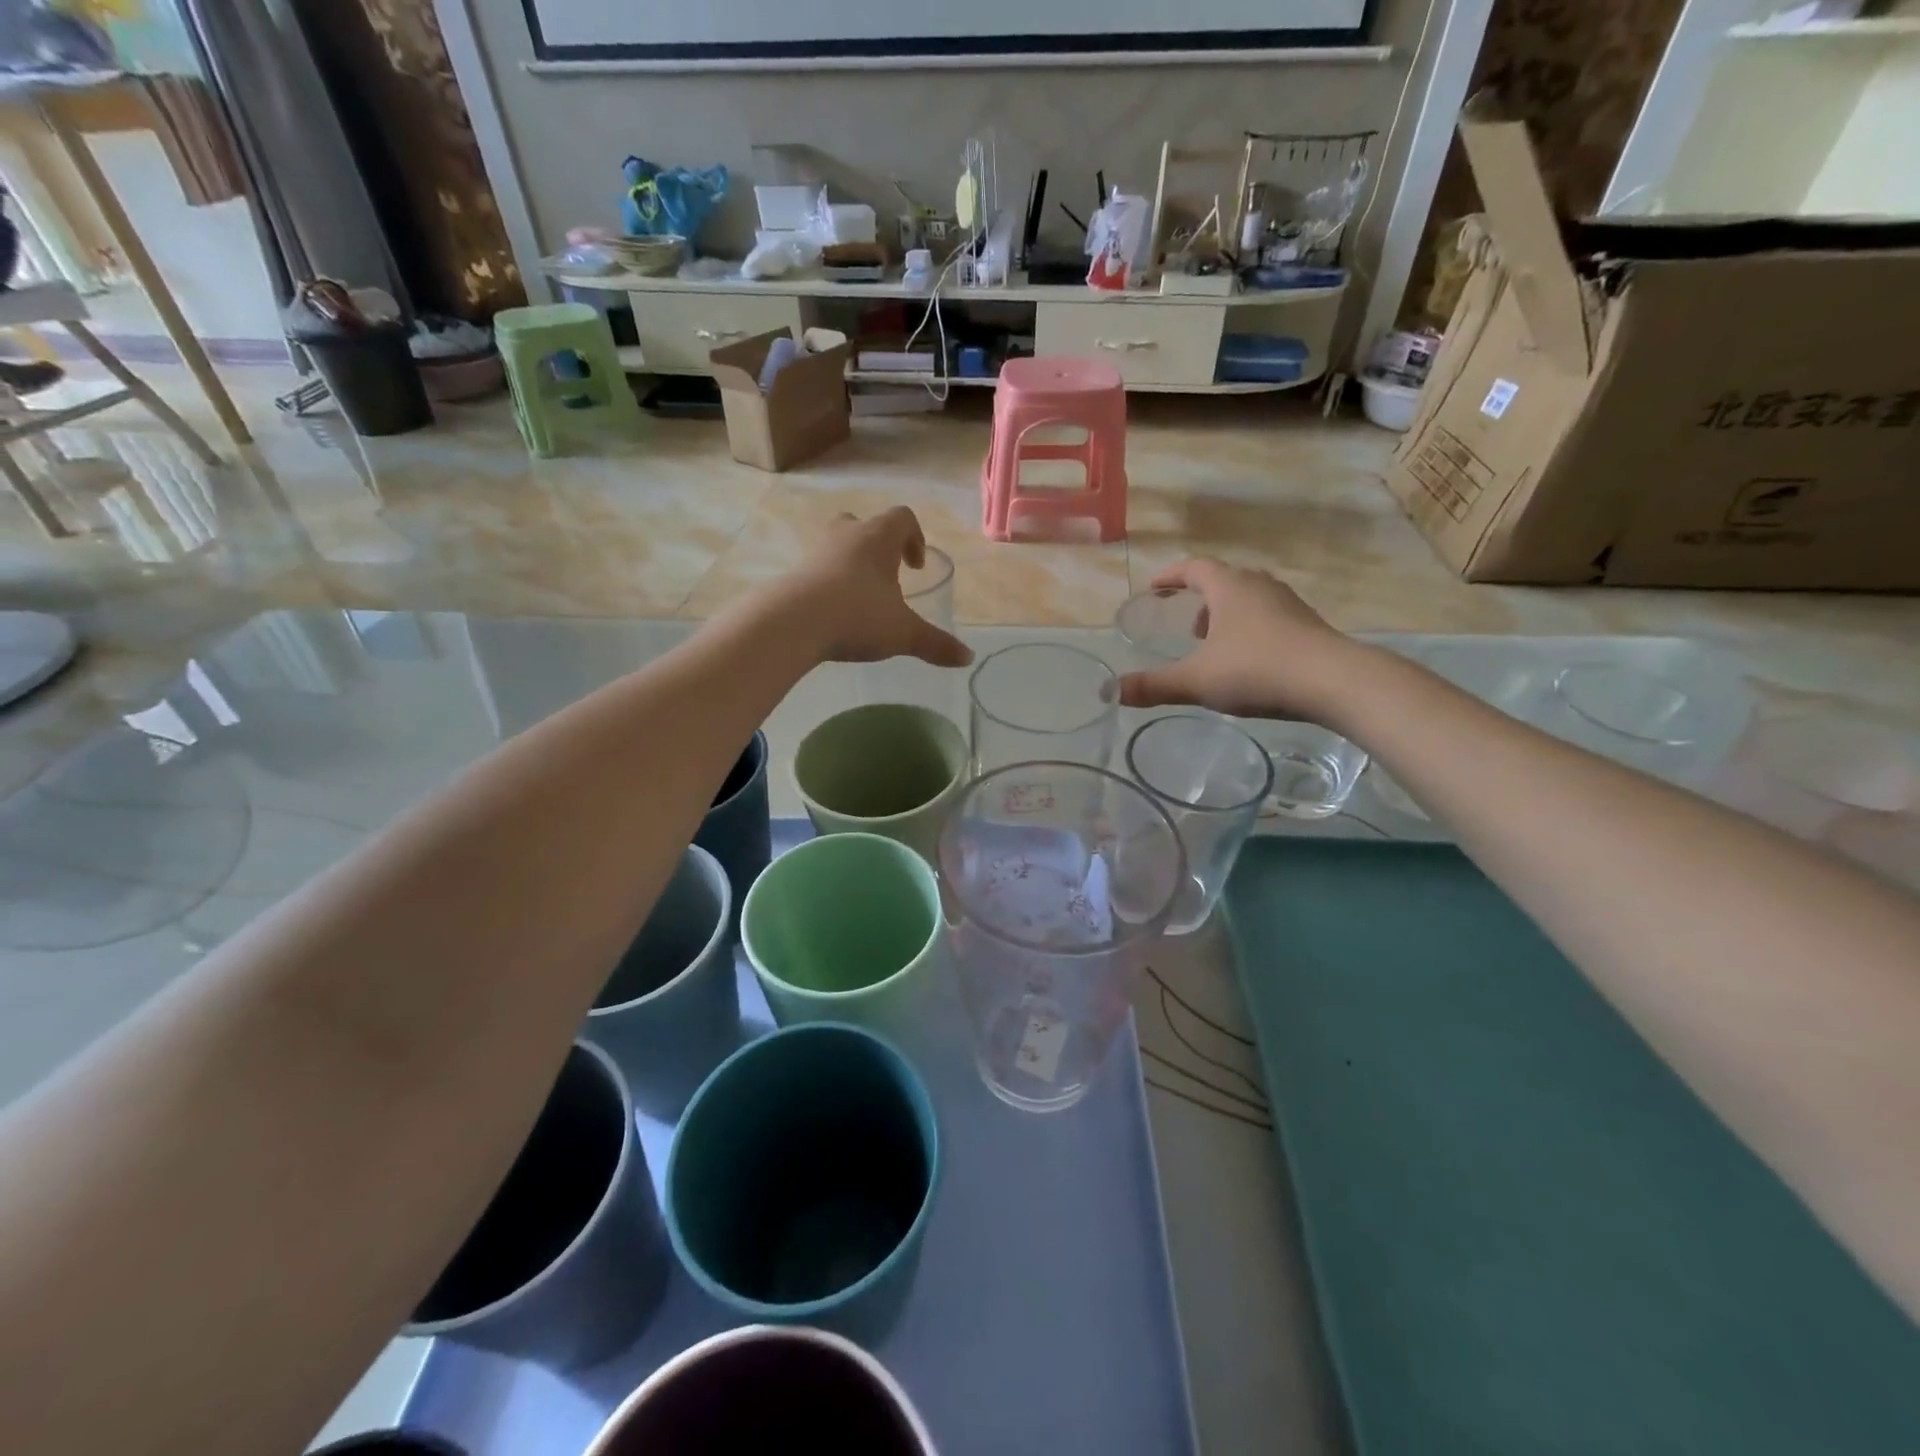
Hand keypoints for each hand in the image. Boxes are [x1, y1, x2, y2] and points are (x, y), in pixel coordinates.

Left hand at [775, 508, 973, 667]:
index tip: (915, 567)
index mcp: (878, 538)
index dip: (915, 538)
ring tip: (861, 598)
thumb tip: (968, 658)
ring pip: (838, 545)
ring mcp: (816, 551)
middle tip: (888, 575)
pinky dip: (830, 582)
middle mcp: (847, 535)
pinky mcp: (794, 572)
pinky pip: (817, 568)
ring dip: (852, 564)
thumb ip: (936, 644)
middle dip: (879, 547)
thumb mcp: (903, 633)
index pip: (902, 518)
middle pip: (865, 524)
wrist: (791, 623)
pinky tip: (835, 612)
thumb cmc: (857, 616)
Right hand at [1118, 559, 1357, 721]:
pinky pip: (1270, 618)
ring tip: (1215, 646)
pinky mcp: (1309, 626)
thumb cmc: (1256, 669)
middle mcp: (1259, 586)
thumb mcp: (1196, 681)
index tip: (1154, 588)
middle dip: (1200, 600)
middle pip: (1224, 581)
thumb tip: (1111, 691)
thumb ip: (1153, 685)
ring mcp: (1289, 604)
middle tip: (1186, 625)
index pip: (1194, 568)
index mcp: (1229, 587)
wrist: (1333, 682)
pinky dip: (1251, 630)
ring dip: (1227, 616)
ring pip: (1249, 599)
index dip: (1171, 577)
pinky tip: (1249, 662)